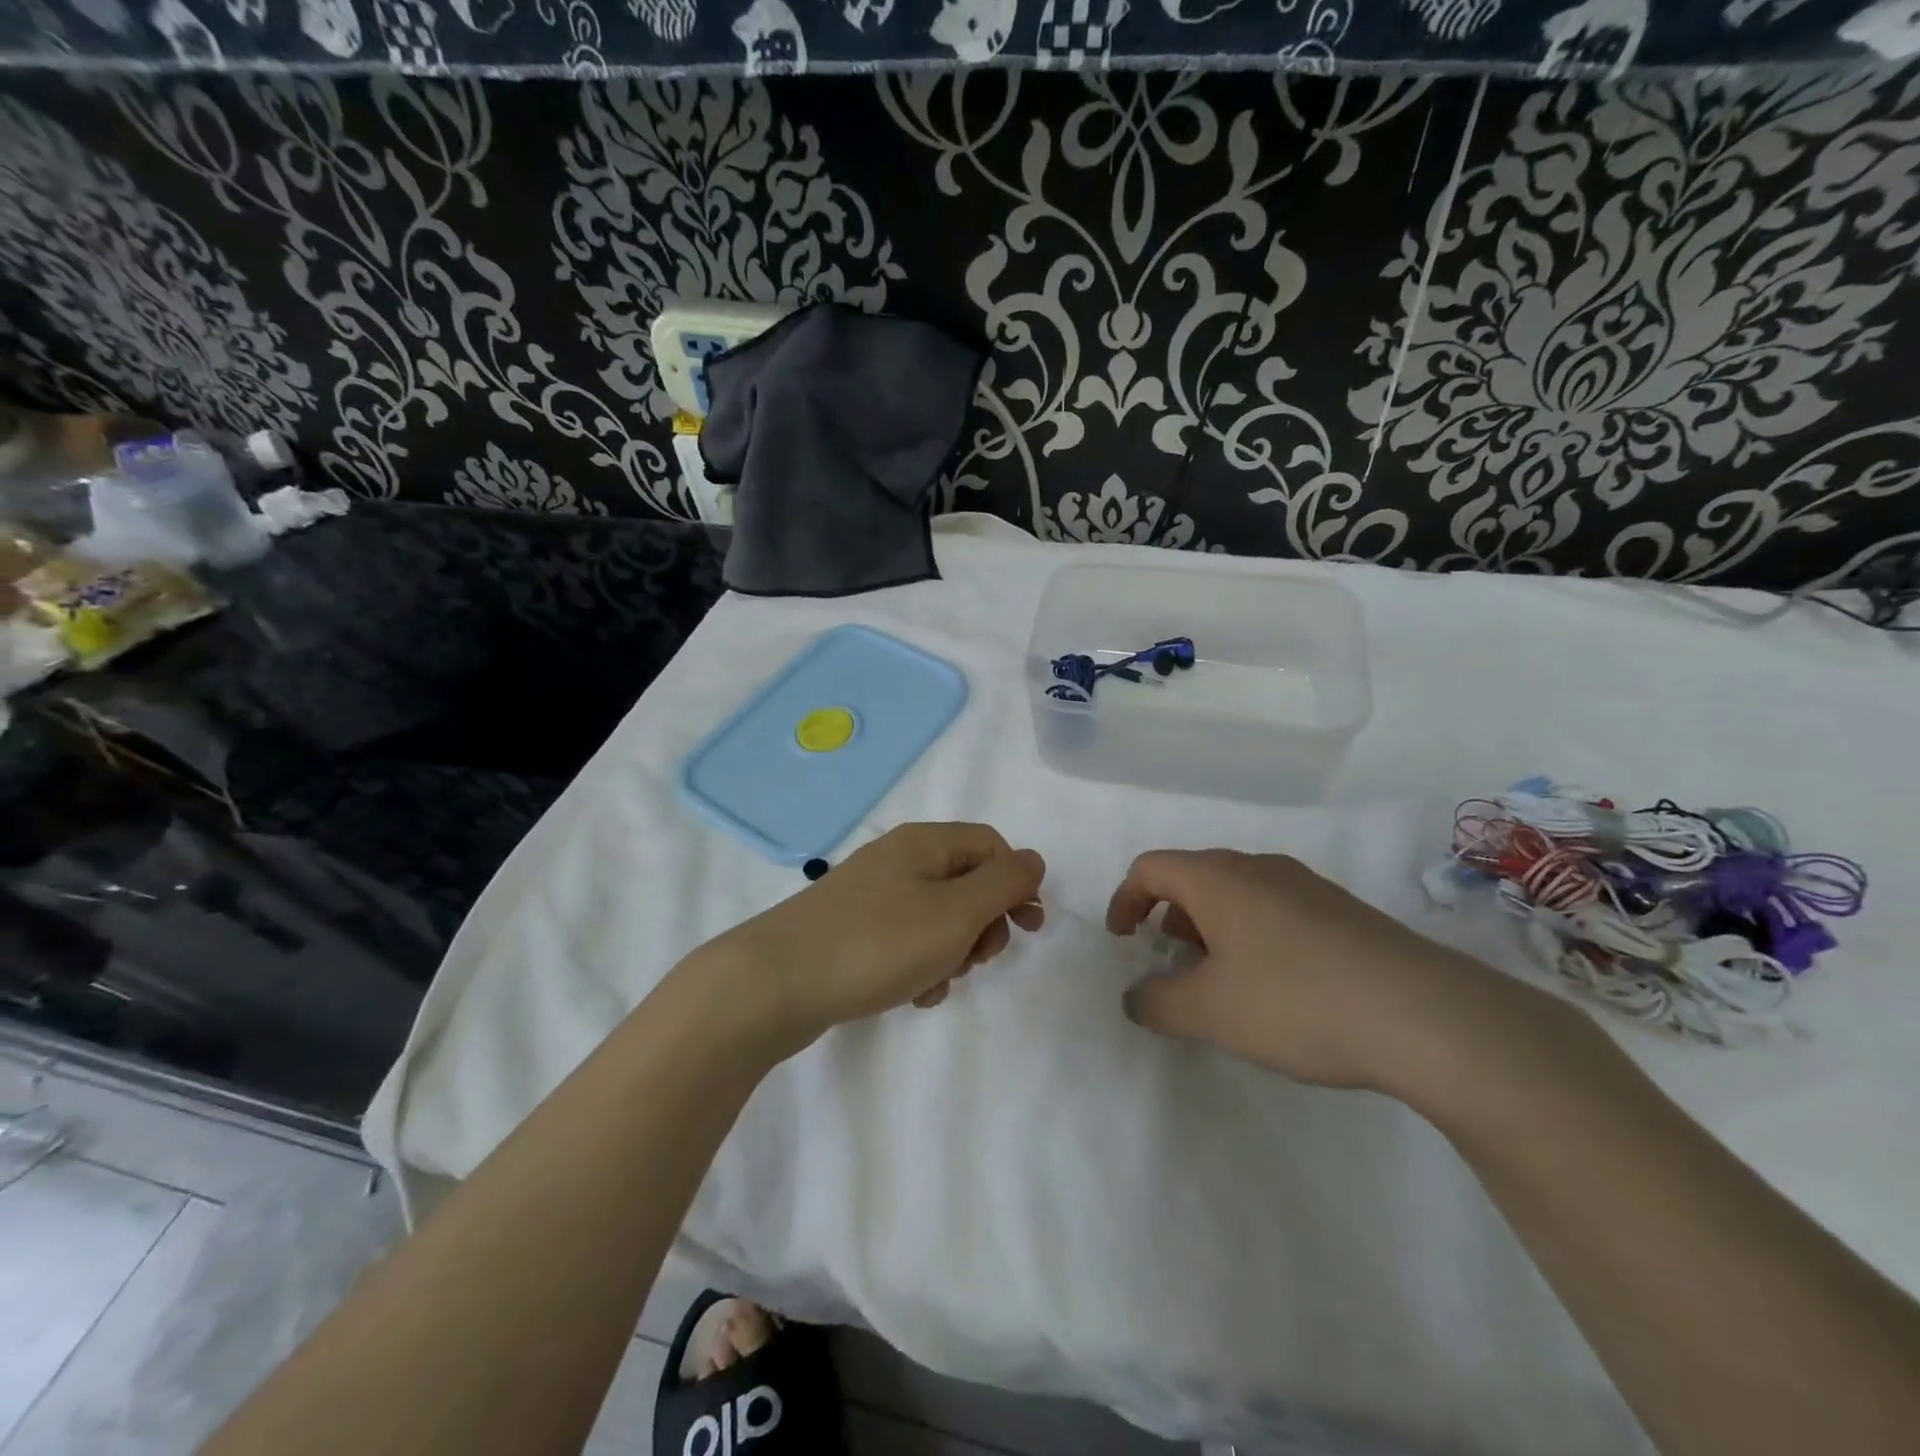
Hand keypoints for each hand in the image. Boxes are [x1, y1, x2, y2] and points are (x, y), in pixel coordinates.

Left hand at [693, 823, 1045, 1056]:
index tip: (1029, 929)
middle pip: (966, 881)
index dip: (1018, 883)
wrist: (774, 983)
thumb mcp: (955, 912)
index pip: (991, 845)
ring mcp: (871, 895)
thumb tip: (1033, 860)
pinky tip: (912, 994)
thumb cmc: (877, 943)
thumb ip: (1003, 883)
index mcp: (924, 843)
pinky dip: (919, 965)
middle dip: (983, 923)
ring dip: (952, 951)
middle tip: (977, 959)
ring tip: (936, 982)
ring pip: (938, 917)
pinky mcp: (852, 929)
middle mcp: (898, 859)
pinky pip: (905, 940)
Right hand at [1106, 849, 1546, 1092]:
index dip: (1124, 900)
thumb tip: (1136, 997)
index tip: (1123, 941)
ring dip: (1213, 929)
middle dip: (1170, 917)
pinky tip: (1277, 987)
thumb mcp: (1208, 1011)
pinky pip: (1276, 911)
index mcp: (1217, 878)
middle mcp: (1259, 867)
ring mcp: (1307, 886)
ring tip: (1222, 981)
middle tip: (1172, 963)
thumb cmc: (1294, 1000)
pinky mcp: (1343, 912)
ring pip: (1238, 894)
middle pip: (1194, 877)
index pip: (1150, 868)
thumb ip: (1156, 1002)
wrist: (1424, 1015)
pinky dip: (1253, 937)